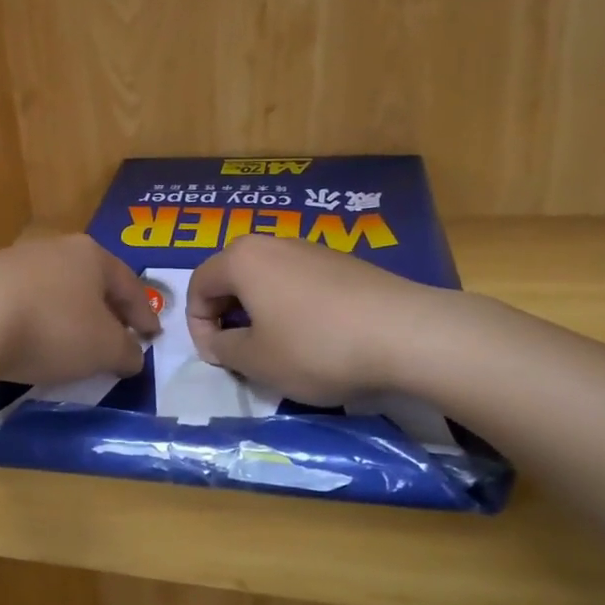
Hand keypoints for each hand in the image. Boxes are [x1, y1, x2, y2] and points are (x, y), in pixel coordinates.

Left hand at [0, 235, 159, 386]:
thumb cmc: (51, 329)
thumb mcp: (104, 349)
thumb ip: (126, 351)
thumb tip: (132, 354)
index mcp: (91, 255)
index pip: (129, 285)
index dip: (145, 314)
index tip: (153, 336)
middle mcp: (54, 247)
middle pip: (91, 282)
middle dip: (106, 310)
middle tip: (116, 337)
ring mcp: (14, 259)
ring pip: (54, 289)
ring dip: (68, 314)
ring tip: (72, 342)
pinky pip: (22, 301)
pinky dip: (35, 319)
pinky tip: (30, 340)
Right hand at [185, 235, 455, 405]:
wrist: (406, 334)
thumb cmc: (316, 347)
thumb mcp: (256, 361)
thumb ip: (224, 349)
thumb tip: (220, 341)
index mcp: (242, 259)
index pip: (198, 285)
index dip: (197, 326)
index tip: (216, 358)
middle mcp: (274, 243)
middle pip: (233, 276)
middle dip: (228, 315)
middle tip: (241, 351)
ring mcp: (313, 249)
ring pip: (269, 279)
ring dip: (261, 312)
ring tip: (279, 347)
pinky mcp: (345, 263)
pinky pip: (301, 282)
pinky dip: (294, 307)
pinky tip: (317, 337)